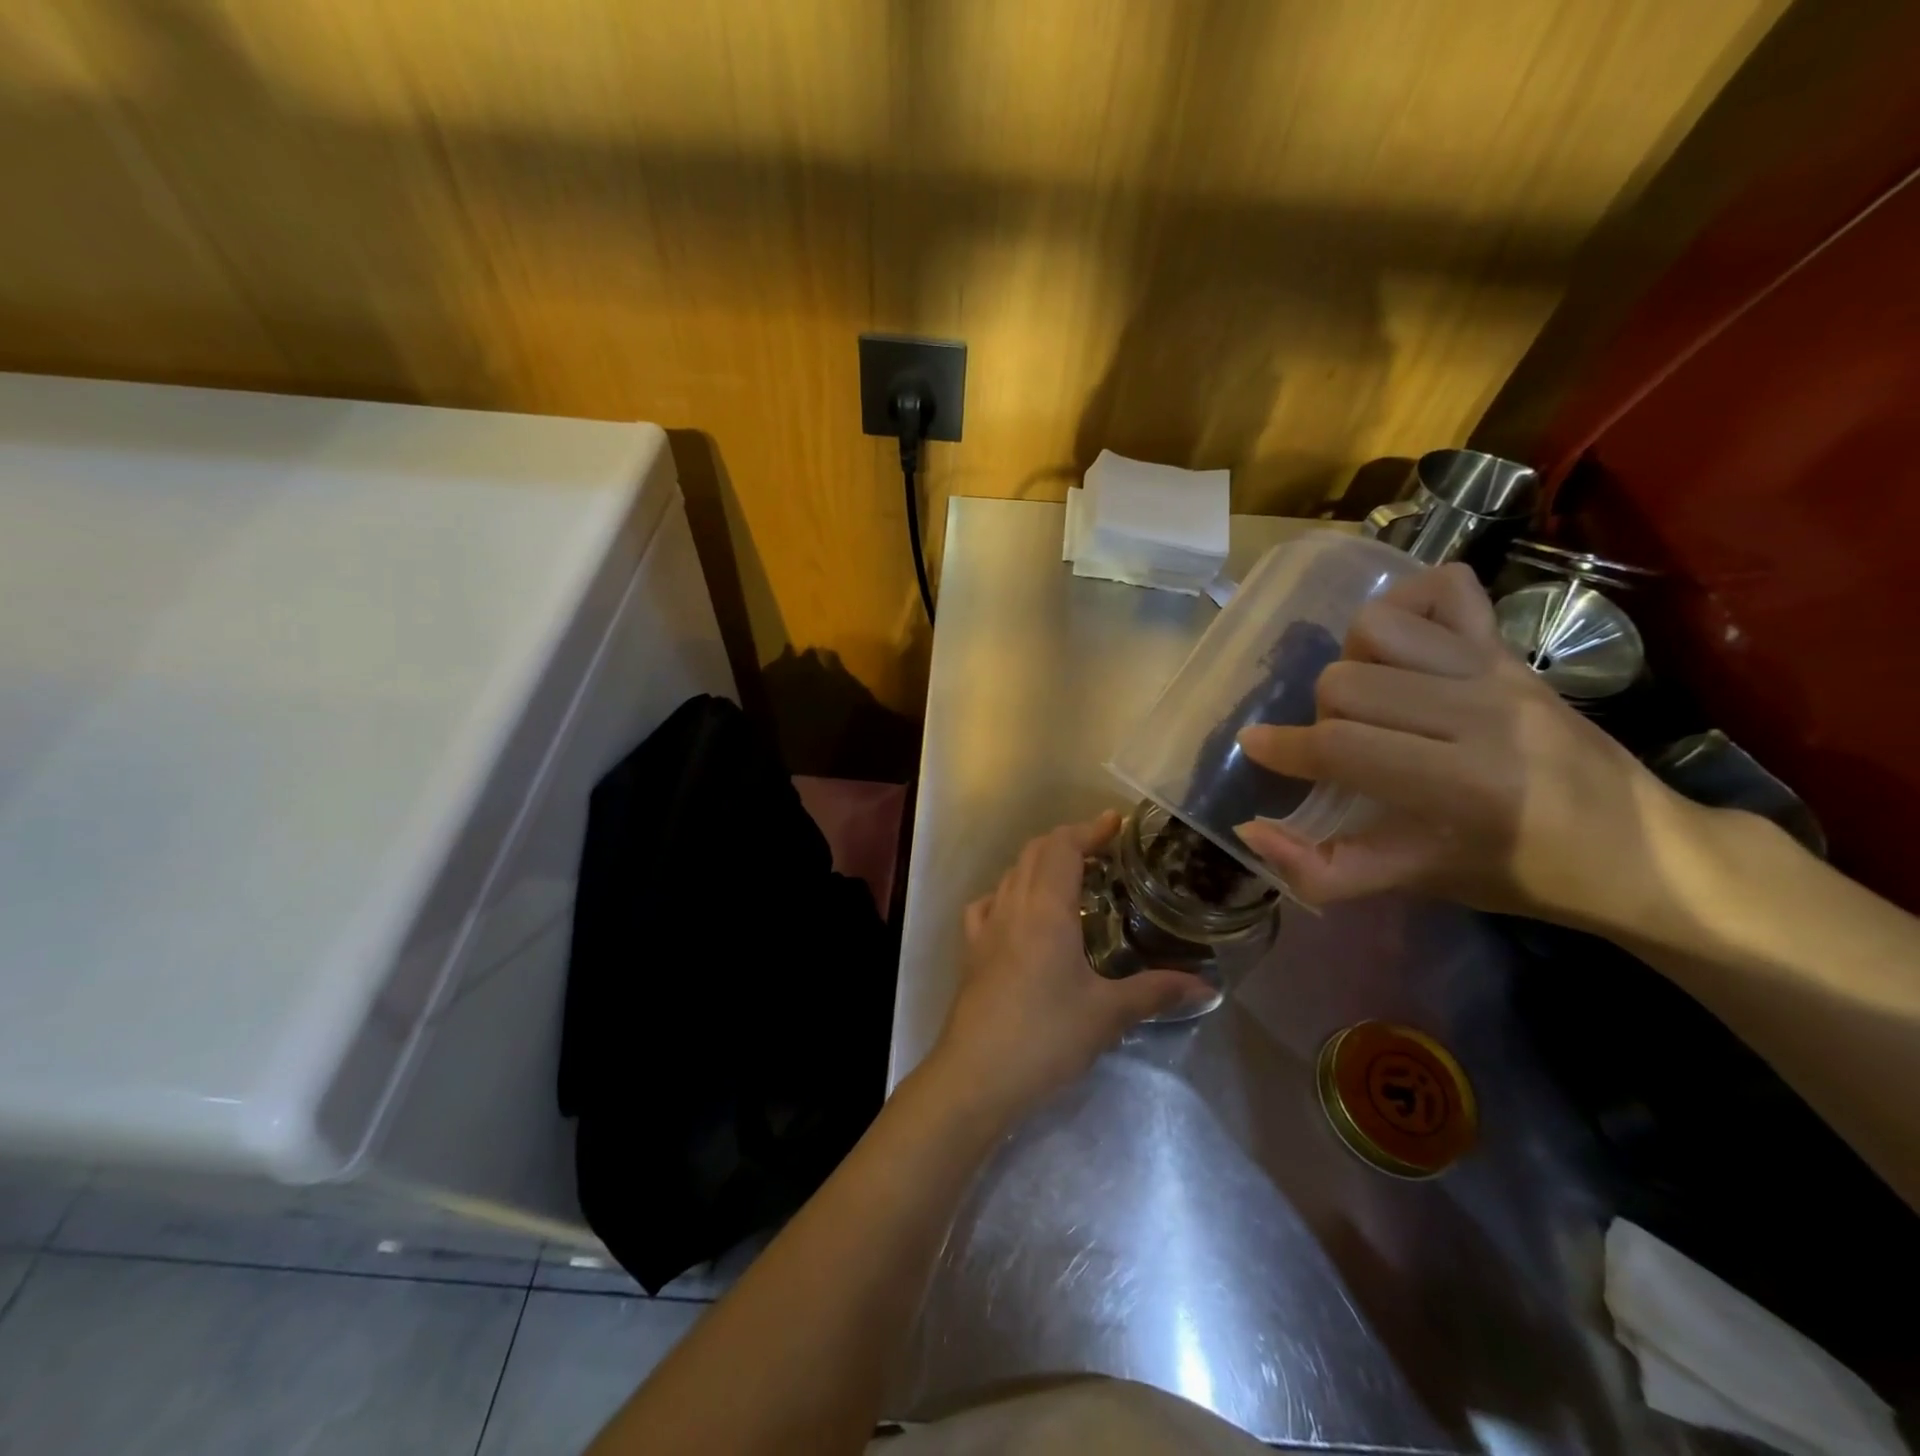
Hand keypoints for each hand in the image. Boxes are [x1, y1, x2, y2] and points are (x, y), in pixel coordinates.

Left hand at [926, 813, 1209, 1122]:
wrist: (976, 1074)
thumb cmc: (1046, 1036)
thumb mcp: (1107, 1014)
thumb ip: (1156, 992)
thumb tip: (1207, 986)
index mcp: (1046, 908)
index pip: (1064, 847)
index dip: (1090, 829)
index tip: (1117, 822)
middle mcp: (1012, 905)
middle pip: (1036, 851)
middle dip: (1069, 840)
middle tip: (1103, 850)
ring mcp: (986, 926)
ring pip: (1012, 873)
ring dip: (1040, 863)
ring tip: (1071, 878)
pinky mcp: (971, 950)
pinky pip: (988, 903)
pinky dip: (1009, 892)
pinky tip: (1021, 912)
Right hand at [1233, 563, 1695, 931]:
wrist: (1643, 850)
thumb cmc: (1524, 874)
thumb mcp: (1419, 884)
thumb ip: (1325, 869)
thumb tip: (1251, 832)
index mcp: (1463, 782)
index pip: (1342, 745)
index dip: (1283, 749)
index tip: (1255, 749)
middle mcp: (1481, 711)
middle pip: (1347, 682)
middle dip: (1323, 718)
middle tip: (1345, 749)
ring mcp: (1499, 668)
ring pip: (1379, 627)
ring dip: (1353, 662)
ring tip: (1370, 700)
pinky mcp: (1511, 647)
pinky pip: (1445, 587)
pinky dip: (1406, 604)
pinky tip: (1401, 648)